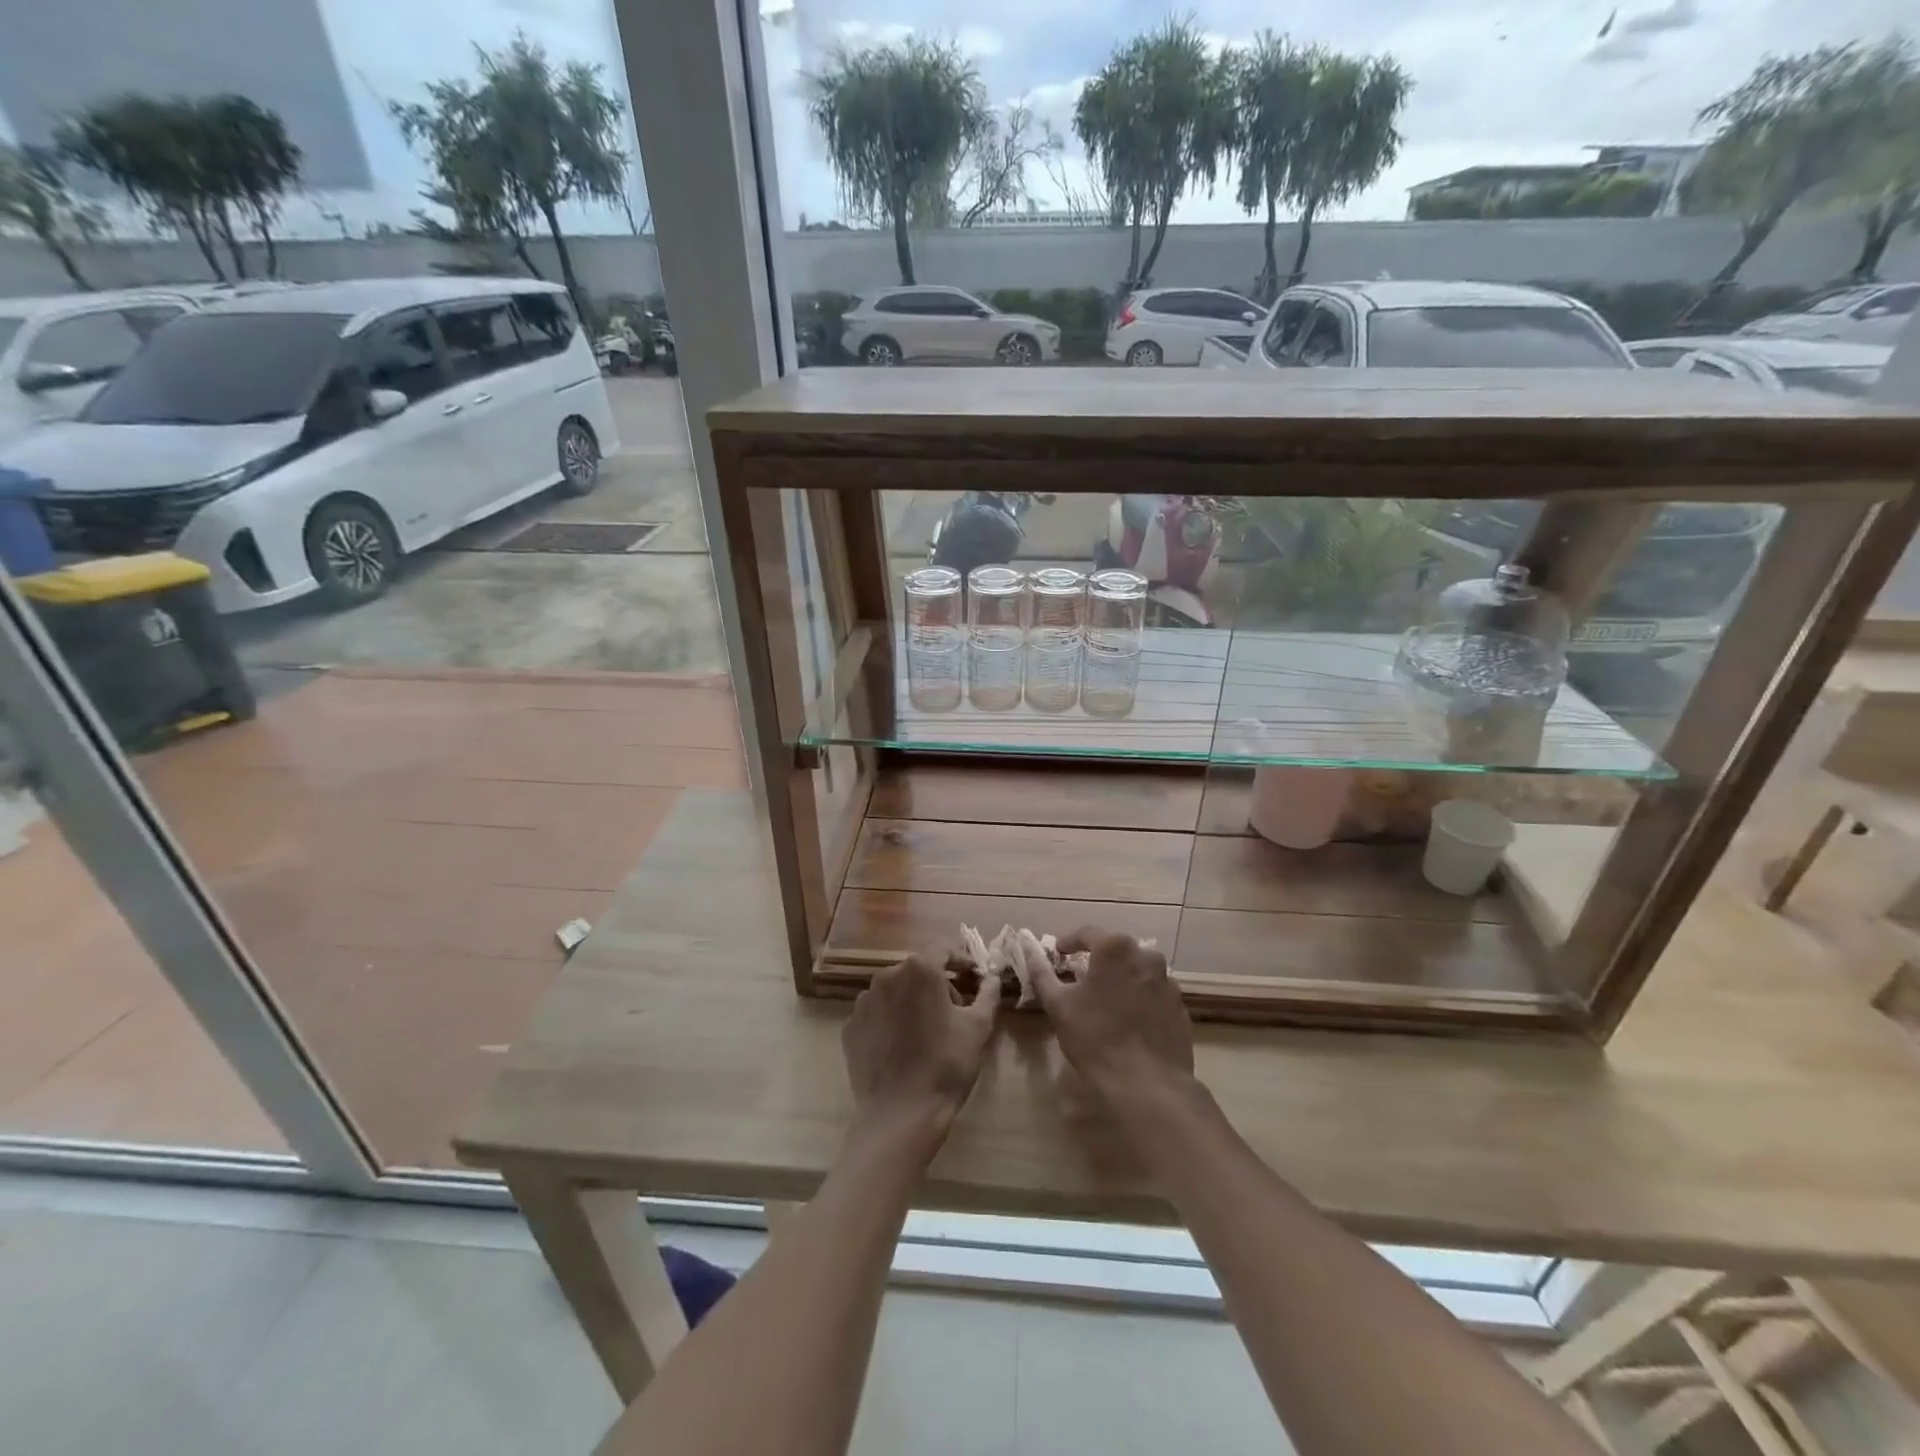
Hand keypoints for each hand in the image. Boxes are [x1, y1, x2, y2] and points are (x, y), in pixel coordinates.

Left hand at [842, 953, 997, 1141]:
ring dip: (912, 1000)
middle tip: (955, 1009)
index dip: (961, 959)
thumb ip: (987, 994)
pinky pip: (876, 1013)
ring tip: (926, 1030)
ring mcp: (864, 1001)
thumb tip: (991, 978)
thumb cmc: (946, 1065)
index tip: (973, 976)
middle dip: (937, 982)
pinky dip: (890, 1020)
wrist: (900, 1114)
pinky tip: (902, 1046)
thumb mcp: (978, 1027)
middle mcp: (887, 976)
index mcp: (919, 970)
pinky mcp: (850, 1026)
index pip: (943, 949)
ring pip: (895, 990)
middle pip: (918, 969)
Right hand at [1026, 929, 1194, 1102]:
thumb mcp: (1058, 1005)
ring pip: (1137, 971)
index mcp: (1116, 949)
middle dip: (1098, 960)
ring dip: (1120, 979)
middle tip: (1081, 978)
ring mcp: (1167, 982)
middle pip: (1116, 950)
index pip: (1087, 933)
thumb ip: (1042, 973)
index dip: (1069, 942)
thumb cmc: (1096, 1037)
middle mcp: (1146, 956)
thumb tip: (1029, 951)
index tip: (1058, 953)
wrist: (1147, 1084)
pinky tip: (1128, 1021)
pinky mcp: (1180, 1007)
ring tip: (1105, 1001)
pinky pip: (1153, 993)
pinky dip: (1139, 999)